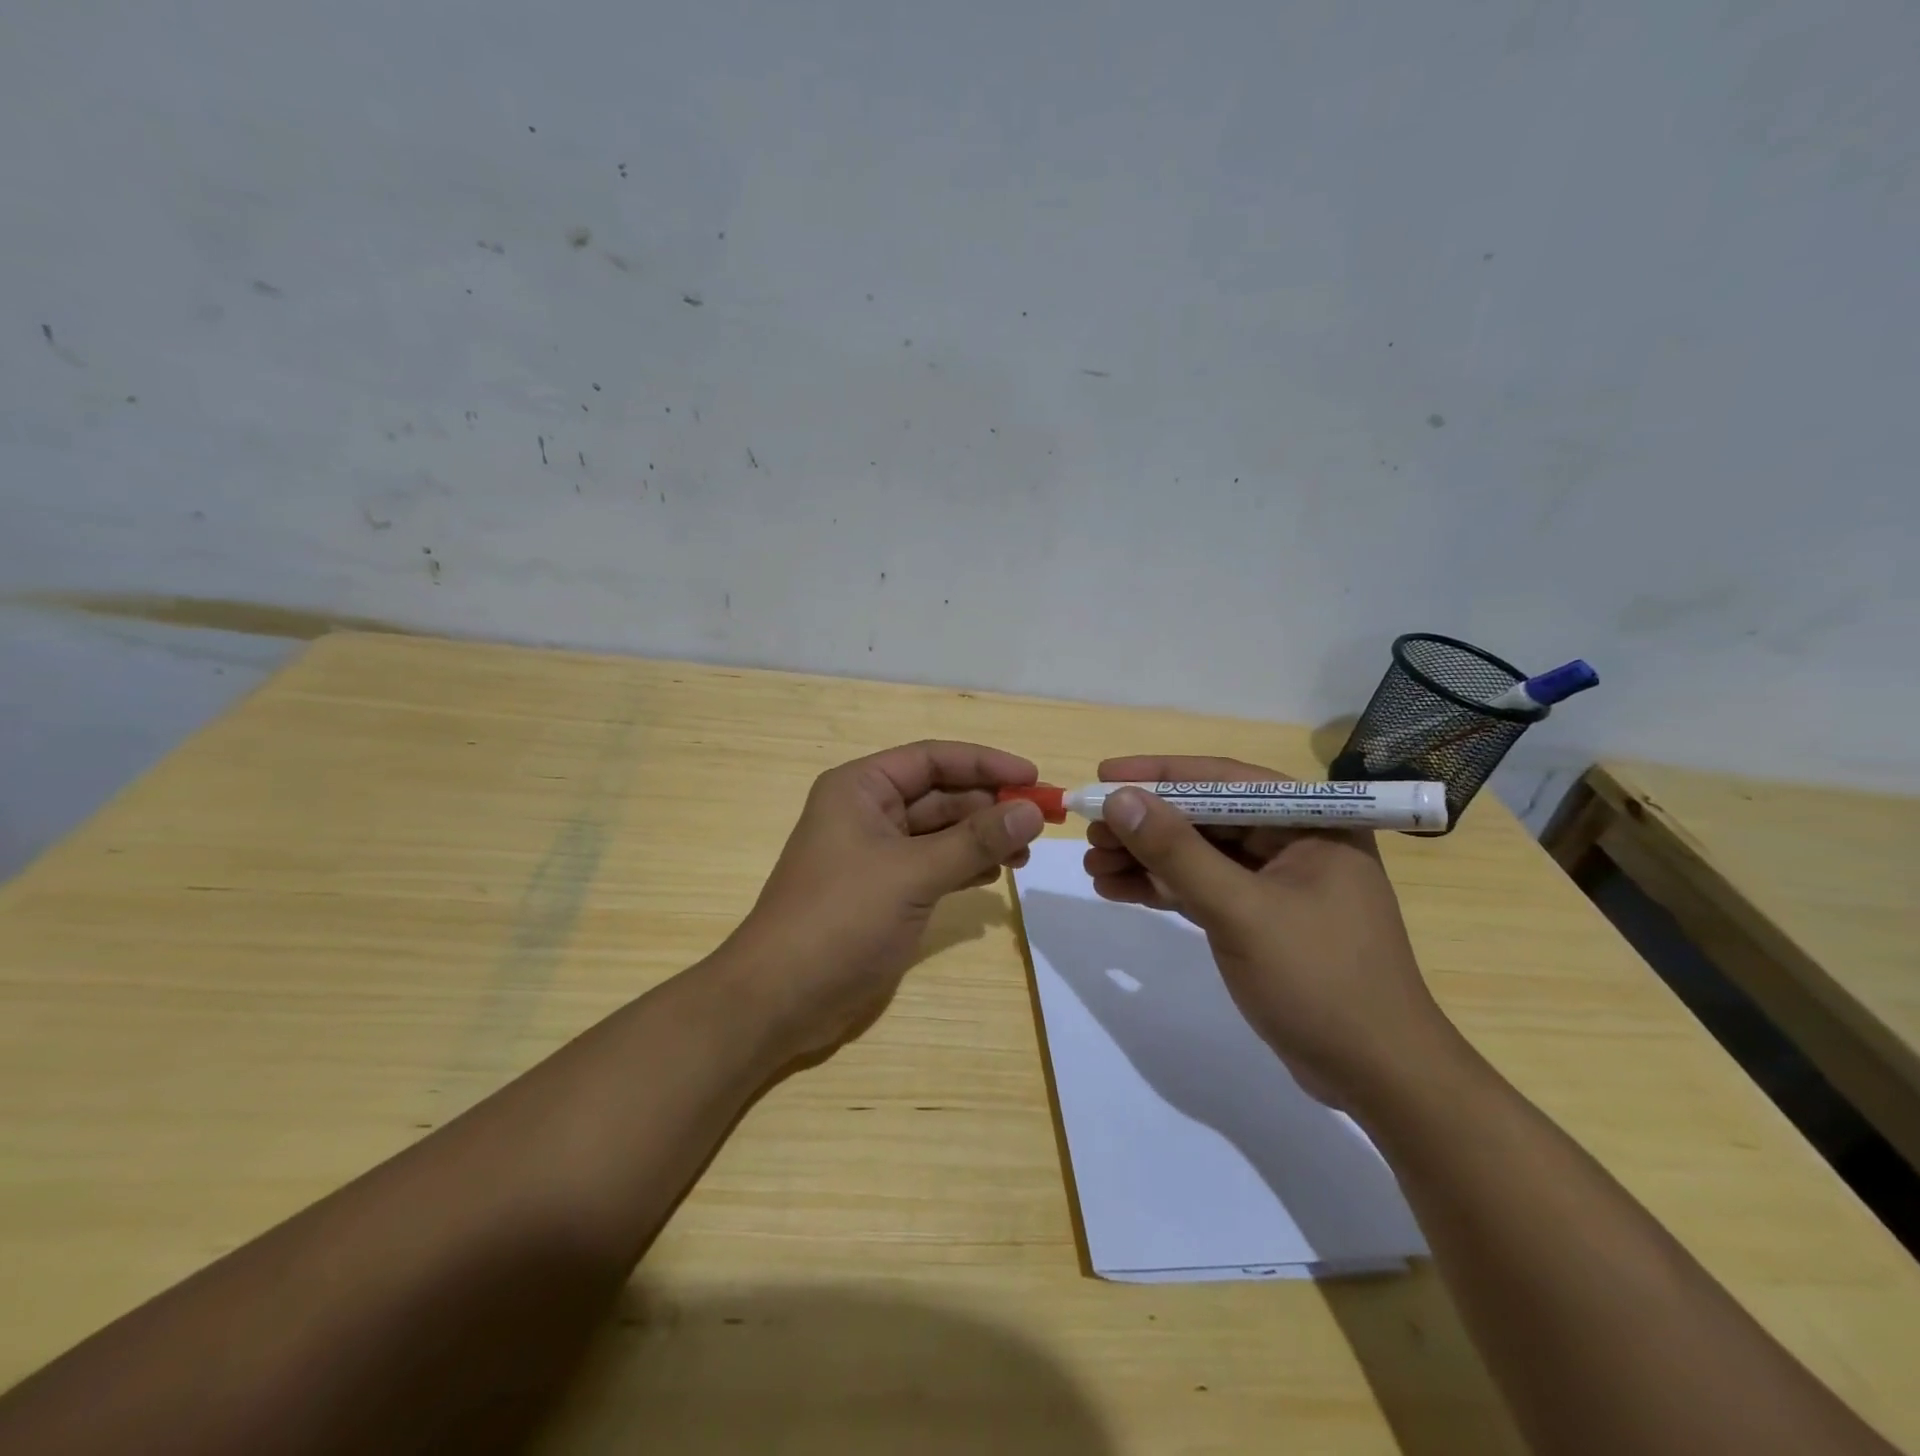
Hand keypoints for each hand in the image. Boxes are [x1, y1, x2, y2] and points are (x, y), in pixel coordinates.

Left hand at [722, 741, 1045, 1059]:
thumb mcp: (912, 874)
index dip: (985, 763)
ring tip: (1025, 854)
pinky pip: (934, 865)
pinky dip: (965, 867)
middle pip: (941, 794)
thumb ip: (975, 842)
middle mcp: (868, 812)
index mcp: (862, 789)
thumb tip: (1032, 812)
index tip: (1034, 776)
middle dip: (990, 805)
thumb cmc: (840, 919)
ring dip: (982, 838)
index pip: (933, 758)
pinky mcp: (884, 891)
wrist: (781, 999)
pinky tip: (995, 876)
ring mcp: (876, 854)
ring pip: (941, 832)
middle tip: (1041, 821)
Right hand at [1082, 755, 1463, 1108]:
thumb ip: (1177, 853)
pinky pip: (1203, 889)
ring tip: (1091, 864)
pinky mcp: (1261, 919)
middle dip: (1145, 824)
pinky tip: (1116, 889)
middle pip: (1205, 817)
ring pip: (1198, 855)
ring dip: (1145, 858)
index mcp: (1310, 821)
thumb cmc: (1319, 981)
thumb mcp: (1241, 911)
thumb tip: (1119, 799)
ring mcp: (1277, 883)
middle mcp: (1295, 841)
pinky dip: (1162, 889)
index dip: (1158, 774)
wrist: (1377, 1078)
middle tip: (1089, 831)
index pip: (1223, 779)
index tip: (1104, 774)